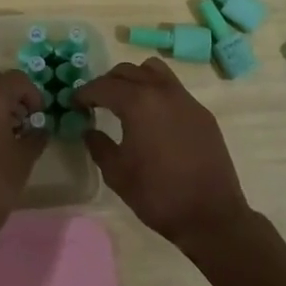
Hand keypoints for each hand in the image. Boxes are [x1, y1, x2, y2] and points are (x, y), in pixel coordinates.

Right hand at [76, 58, 253, 251]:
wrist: (211, 215)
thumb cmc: (158, 195)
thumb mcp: (118, 174)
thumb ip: (99, 146)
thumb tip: (89, 130)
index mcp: (137, 103)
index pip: (103, 86)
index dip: (84, 93)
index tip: (74, 103)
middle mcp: (161, 91)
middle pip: (127, 71)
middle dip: (107, 82)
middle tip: (96, 101)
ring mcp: (185, 98)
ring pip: (153, 70)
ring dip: (134, 78)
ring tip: (126, 100)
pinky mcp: (201, 111)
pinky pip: (173, 87)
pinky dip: (156, 91)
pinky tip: (153, 116)